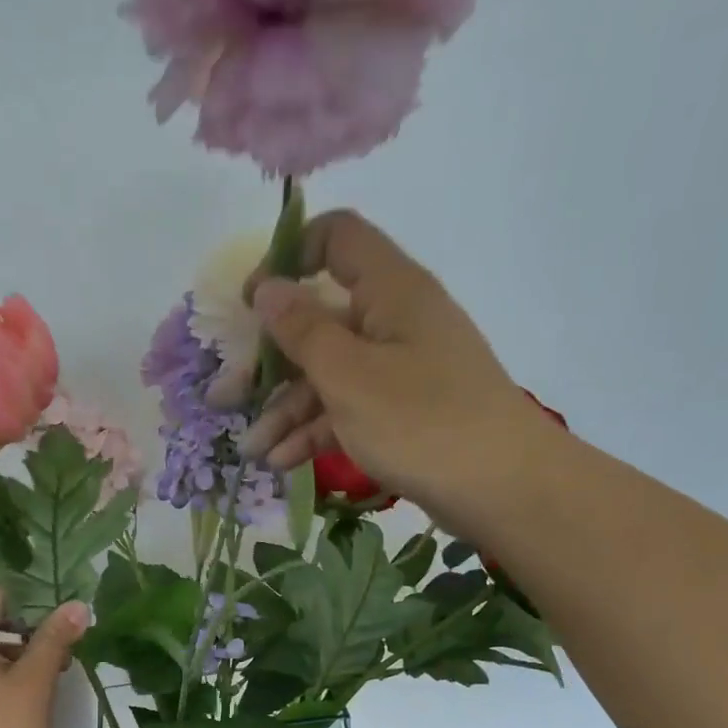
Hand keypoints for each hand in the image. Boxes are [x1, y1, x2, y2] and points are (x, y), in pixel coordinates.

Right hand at [230, 211, 556, 529]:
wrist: (501, 488)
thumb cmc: (420, 421)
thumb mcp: (349, 375)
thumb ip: (302, 330)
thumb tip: (266, 287)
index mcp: (389, 291)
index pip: (337, 239)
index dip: (288, 258)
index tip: (250, 304)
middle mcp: (394, 321)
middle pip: (320, 322)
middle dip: (269, 362)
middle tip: (226, 399)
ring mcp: (400, 370)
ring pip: (330, 375)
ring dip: (287, 410)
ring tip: (252, 452)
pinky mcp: (403, 413)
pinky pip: (349, 410)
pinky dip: (316, 432)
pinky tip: (283, 462)